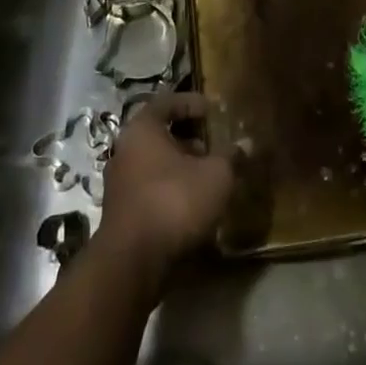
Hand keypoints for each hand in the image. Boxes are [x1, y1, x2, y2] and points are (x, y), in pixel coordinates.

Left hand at [98, 91, 233, 283]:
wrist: (133, 262)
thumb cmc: (174, 202)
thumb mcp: (216, 176)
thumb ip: (231, 156)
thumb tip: (246, 144)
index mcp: (142, 129)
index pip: (167, 102)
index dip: (192, 103)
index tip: (213, 110)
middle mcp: (125, 149)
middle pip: (159, 133)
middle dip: (189, 138)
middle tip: (214, 145)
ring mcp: (119, 183)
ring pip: (154, 163)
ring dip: (180, 166)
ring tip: (208, 176)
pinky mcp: (121, 212)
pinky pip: (150, 188)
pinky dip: (170, 188)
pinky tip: (193, 204)